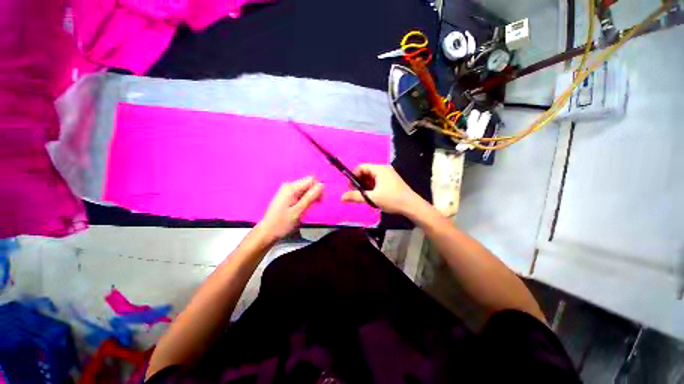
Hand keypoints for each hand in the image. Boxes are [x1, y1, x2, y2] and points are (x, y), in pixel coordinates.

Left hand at [257, 176, 323, 239]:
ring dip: (310, 196)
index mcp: (291, 188)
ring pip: (305, 188)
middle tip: (314, 205)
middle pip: (308, 182)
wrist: (267, 232)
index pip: (311, 179)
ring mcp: (287, 190)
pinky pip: (300, 192)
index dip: (318, 188)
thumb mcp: (298, 211)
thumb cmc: (282, 223)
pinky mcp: (287, 195)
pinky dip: (305, 198)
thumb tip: (322, 185)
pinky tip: (303, 207)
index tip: (319, 201)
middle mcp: (289, 185)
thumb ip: (310, 197)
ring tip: (308, 208)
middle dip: (314, 192)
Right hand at [341, 164, 422, 214]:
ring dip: (365, 186)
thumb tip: (341, 197)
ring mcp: (389, 175)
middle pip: (366, 172)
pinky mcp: (391, 182)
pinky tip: (372, 197)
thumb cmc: (392, 199)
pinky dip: (372, 188)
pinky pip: (377, 182)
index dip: (353, 176)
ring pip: (372, 178)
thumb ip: (356, 197)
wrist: (412, 206)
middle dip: (359, 182)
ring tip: (364, 196)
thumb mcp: (372, 198)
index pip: (361, 167)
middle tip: (356, 193)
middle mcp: (384, 169)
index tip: (350, 187)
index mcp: (379, 169)